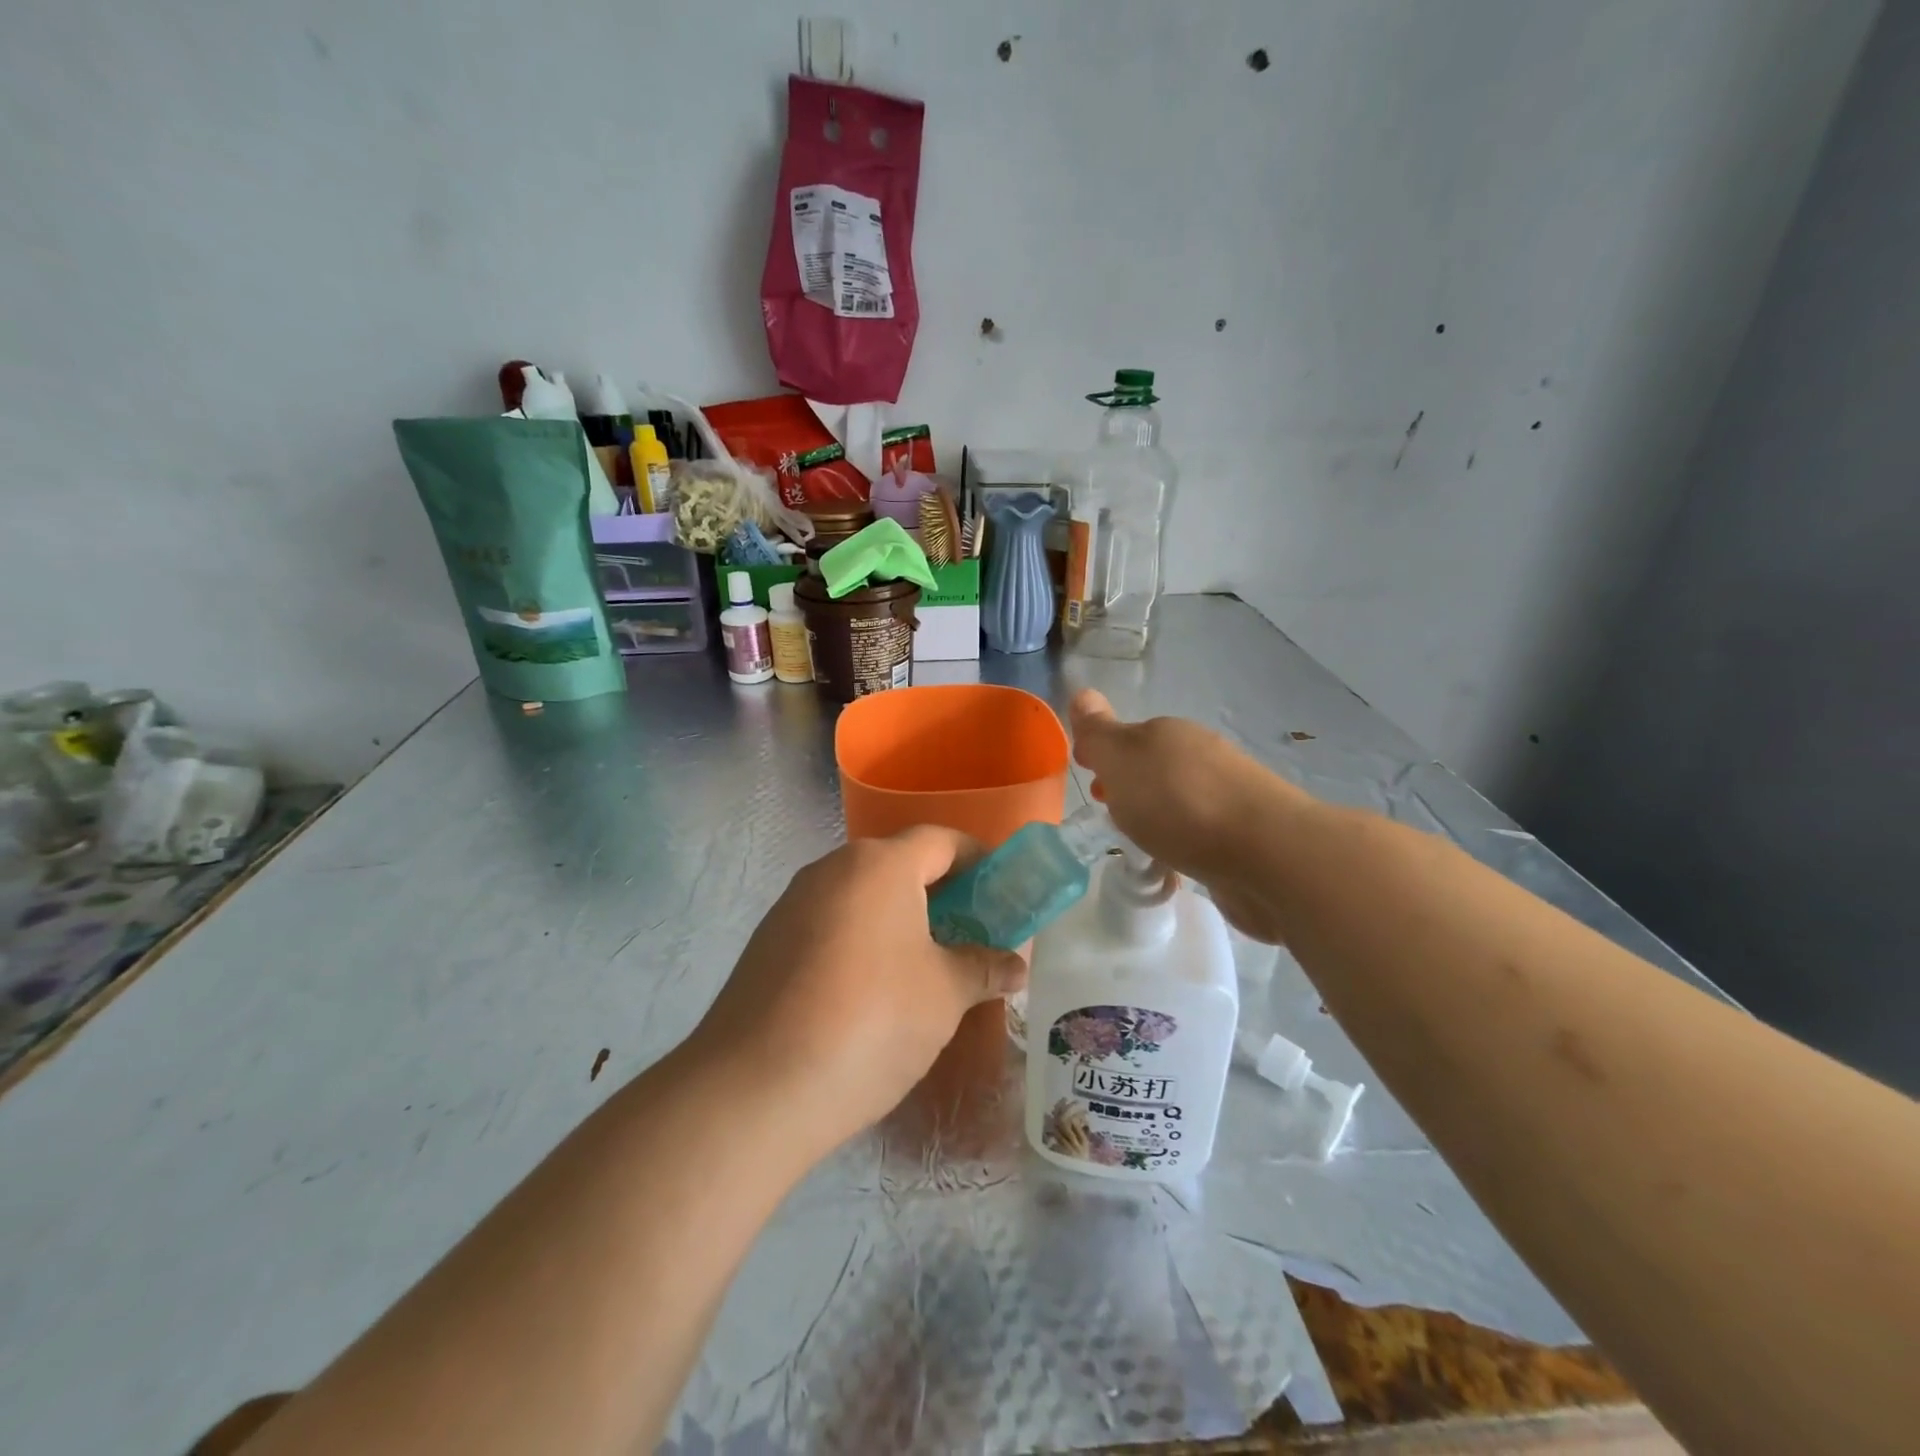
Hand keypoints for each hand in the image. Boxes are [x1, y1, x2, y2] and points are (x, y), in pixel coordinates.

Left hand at [687, 828, 1027, 1156]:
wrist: (754, 1089)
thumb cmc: (871, 1021)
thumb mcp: (944, 995)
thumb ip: (984, 968)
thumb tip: (1015, 965)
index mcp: (879, 865)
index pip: (941, 840)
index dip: (979, 860)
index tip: (1003, 892)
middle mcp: (831, 870)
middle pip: (898, 865)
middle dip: (941, 894)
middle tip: (972, 934)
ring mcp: (792, 905)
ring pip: (862, 896)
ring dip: (899, 919)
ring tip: (927, 967)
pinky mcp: (768, 942)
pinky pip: (830, 924)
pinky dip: (862, 940)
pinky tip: (871, 991)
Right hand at [1069, 690, 1303, 942]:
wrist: (1267, 854)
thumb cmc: (1180, 802)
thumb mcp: (1123, 760)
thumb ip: (1099, 732)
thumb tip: (1082, 693)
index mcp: (1169, 733)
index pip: (1128, 737)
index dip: (1104, 756)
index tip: (1090, 780)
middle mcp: (1201, 756)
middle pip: (1154, 767)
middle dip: (1129, 786)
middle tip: (1109, 814)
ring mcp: (1227, 795)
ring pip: (1177, 800)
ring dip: (1157, 816)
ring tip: (1139, 845)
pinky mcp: (1243, 837)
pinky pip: (1199, 834)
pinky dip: (1182, 844)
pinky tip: (1175, 866)